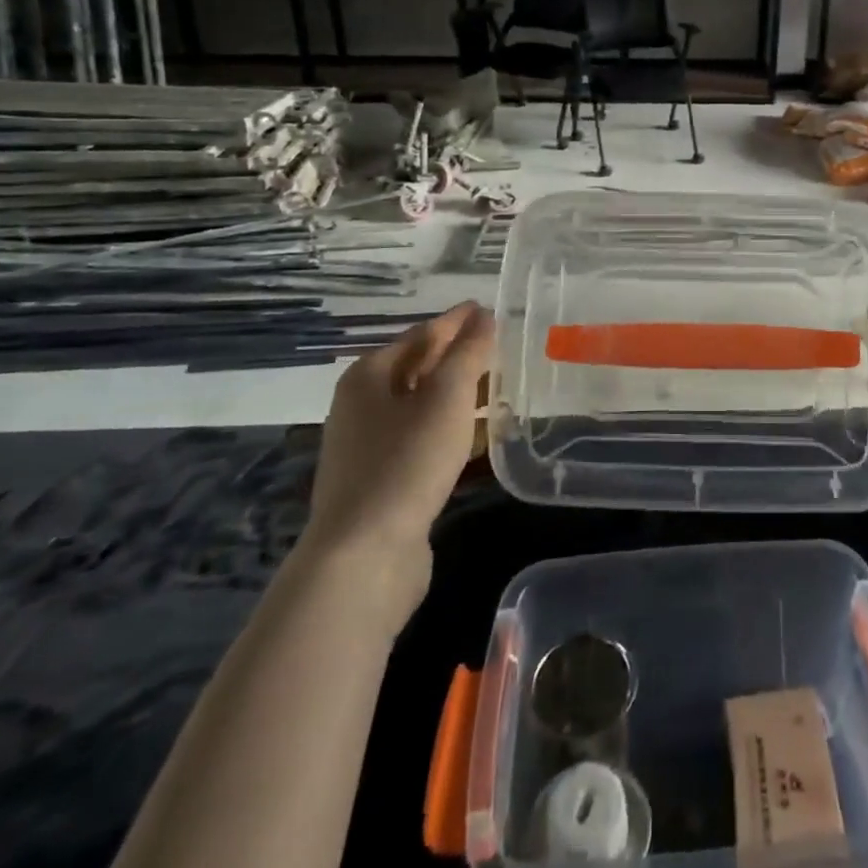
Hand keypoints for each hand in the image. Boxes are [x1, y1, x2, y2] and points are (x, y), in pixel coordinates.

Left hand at [302, 302, 494, 572]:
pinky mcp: (383, 481)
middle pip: (422, 369)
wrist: (363, 557)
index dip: (460, 321)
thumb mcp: (447, 397)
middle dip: (463, 359)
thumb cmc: (406, 462)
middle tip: (505, 349)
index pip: (424, 334)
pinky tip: (486, 438)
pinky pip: (426, 441)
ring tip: (505, 391)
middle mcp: (363, 404)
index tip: (491, 310)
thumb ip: (469, 353)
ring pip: (426, 407)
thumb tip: (484, 315)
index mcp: (370, 375)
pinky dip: (455, 432)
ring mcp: (370, 446)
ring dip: (463, 397)